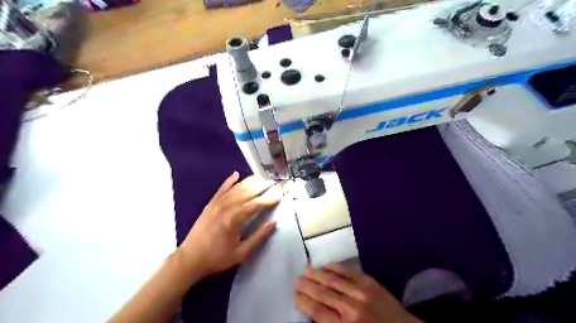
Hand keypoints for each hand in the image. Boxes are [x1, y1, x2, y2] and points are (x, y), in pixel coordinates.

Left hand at [178, 173, 280, 278]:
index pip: (256, 204)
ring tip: (262, 177)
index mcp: (234, 220)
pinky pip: (221, 189)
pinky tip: (236, 174)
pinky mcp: (210, 204)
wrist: (190, 259)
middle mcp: (226, 207)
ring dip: (250, 181)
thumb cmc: (217, 258)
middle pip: (247, 192)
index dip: (269, 199)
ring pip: (236, 188)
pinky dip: (229, 181)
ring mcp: (217, 204)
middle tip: (274, 182)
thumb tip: (273, 223)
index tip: (279, 195)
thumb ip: (258, 238)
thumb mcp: (241, 253)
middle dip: (262, 186)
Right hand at [295, 262, 421, 322]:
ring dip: (317, 274)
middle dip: (307, 286)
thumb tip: (314, 312)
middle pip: (323, 293)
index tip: (295, 294)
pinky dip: (336, 267)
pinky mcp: (371, 282)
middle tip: (297, 279)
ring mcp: (362, 292)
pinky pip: (349, 272)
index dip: (304, 302)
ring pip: (333, 280)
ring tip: (305, 269)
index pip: (318, 312)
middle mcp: (352, 307)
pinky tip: (326, 265)